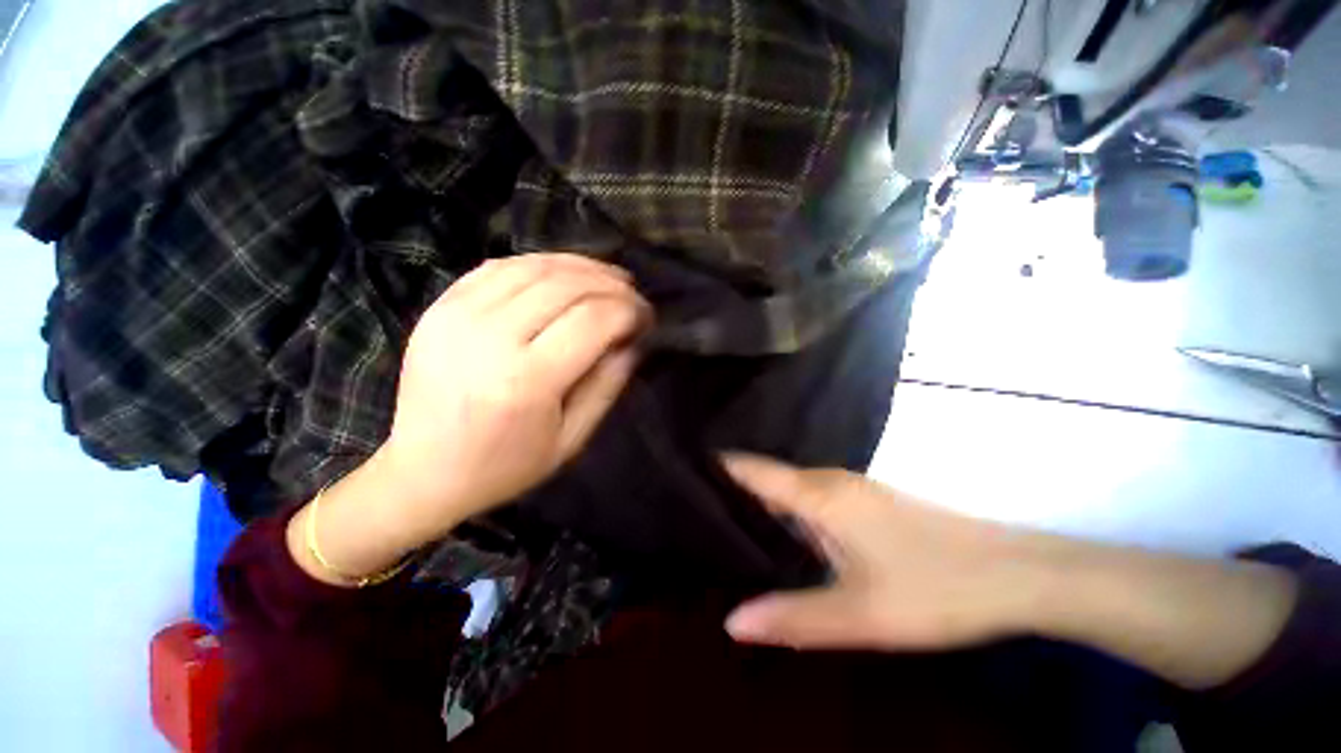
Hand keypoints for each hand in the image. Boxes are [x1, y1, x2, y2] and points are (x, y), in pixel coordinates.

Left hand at [380, 253, 650, 538]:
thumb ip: (607, 385)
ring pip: (535, 266)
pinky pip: (501, 266)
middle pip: (567, 286)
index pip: (594, 320)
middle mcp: (491, 337)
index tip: (647, 318)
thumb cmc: (505, 466)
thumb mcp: (571, 439)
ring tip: (609, 277)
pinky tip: (564, 273)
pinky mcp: (441, 305)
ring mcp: (458, 314)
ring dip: (581, 266)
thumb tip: (632, 340)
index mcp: (527, 380)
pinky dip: (541, 263)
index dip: (630, 311)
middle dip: (612, 285)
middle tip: (634, 296)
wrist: (422, 472)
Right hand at [722, 454, 1049, 650]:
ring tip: (719, 520)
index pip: (751, 469)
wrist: (1016, 574)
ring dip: (756, 501)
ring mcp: (848, 489)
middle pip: (765, 477)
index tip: (681, 473)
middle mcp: (826, 481)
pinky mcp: (863, 502)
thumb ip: (793, 618)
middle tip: (690, 507)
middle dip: (729, 489)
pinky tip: (774, 534)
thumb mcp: (861, 615)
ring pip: (787, 488)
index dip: (716, 467)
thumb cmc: (936, 589)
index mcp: (817, 494)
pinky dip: (782, 511)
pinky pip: (807, 498)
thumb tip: (731, 623)